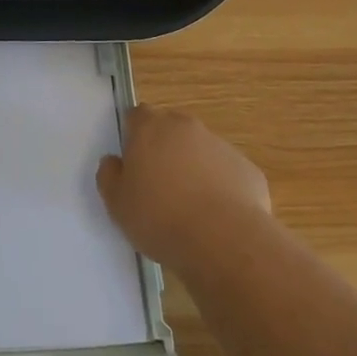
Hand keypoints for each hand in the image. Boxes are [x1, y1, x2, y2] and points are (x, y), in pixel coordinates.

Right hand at [97, 104, 272, 272]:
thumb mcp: (117, 204)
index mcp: (150, 128)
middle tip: (158, 182)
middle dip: (164, 147)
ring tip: (190, 205)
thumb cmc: (160, 218)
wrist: (224, 241)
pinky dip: (220, 186)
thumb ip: (109, 176)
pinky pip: (226, 172)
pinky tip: (216, 217)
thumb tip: (113, 162)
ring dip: (193, 166)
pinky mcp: (247, 169)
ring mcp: (221, 146)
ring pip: (201, 149)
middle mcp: (186, 127)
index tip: (133, 159)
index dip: (133, 134)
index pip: (137, 115)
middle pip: (171, 127)